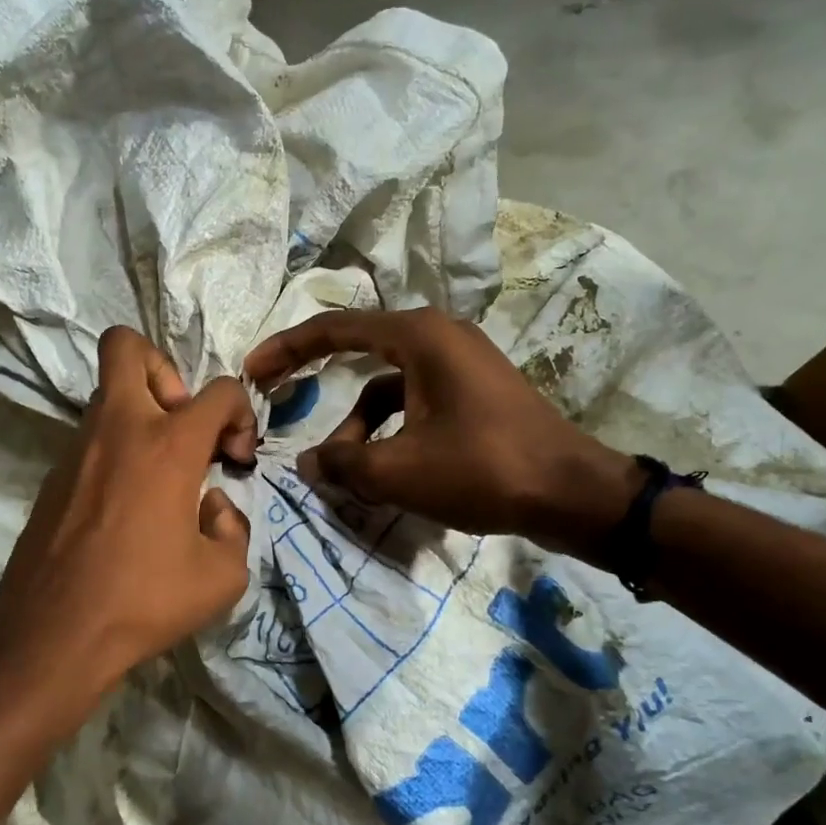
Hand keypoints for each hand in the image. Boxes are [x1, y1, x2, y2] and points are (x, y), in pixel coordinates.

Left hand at [0, 327, 257, 725]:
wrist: (53, 635)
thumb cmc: (144, 602)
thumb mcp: (222, 577)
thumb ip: (233, 528)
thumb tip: (211, 506)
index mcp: (168, 445)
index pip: (220, 390)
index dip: (242, 416)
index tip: (235, 462)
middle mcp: (118, 429)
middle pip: (127, 346)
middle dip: (166, 370)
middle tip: (181, 427)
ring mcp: (76, 449)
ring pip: (108, 395)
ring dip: (142, 415)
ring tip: (160, 476)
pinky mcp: (53, 476)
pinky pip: (91, 439)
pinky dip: (116, 452)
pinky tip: (125, 507)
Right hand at [244, 308, 640, 563]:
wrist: (573, 494)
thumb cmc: (482, 470)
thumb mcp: (398, 471)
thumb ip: (342, 463)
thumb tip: (308, 462)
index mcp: (419, 336)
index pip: (335, 329)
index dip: (287, 349)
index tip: (252, 370)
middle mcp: (439, 337)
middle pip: (359, 351)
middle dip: (316, 379)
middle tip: (275, 400)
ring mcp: (461, 364)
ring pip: (387, 388)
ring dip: (358, 426)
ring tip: (345, 473)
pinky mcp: (475, 393)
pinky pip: (414, 403)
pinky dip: (390, 432)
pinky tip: (383, 472)